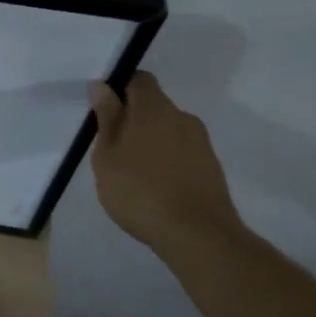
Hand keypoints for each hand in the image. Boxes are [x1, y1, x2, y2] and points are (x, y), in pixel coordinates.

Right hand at [88, 73, 245, 251]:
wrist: (199, 237)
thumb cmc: (141, 191)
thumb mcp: (108, 156)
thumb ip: (107, 118)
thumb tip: (103, 86)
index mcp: (154, 108)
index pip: (139, 79)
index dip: (121, 88)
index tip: (106, 110)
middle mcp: (182, 117)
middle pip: (154, 106)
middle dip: (134, 120)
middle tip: (114, 148)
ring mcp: (201, 143)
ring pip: (169, 131)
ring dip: (152, 142)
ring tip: (135, 173)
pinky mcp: (212, 168)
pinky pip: (183, 153)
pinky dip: (168, 162)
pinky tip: (156, 188)